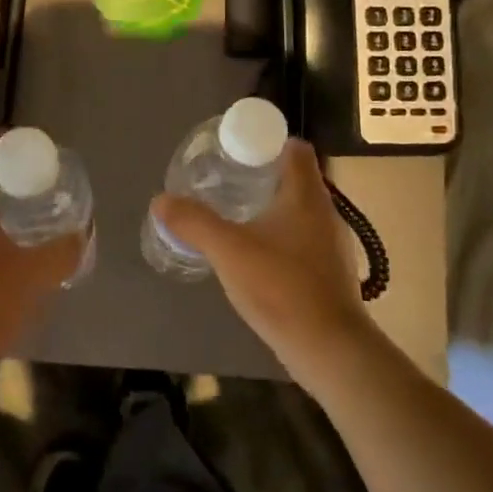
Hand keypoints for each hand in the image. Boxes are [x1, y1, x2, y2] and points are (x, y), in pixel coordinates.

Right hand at [150, 139, 372, 372]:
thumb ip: (194, 223)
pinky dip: (280, 237)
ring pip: (299, 210)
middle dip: (261, 175)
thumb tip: (161, 200)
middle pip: (295, 177)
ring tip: (235, 217)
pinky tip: (256, 256)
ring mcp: (332, 244)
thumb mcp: (229, 251)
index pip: (295, 147)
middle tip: (225, 183)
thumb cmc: (282, 288)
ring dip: (270, 208)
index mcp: (306, 195)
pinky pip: (303, 239)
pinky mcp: (330, 272)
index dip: (267, 142)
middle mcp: (325, 212)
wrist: (330, 350)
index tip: (236, 152)